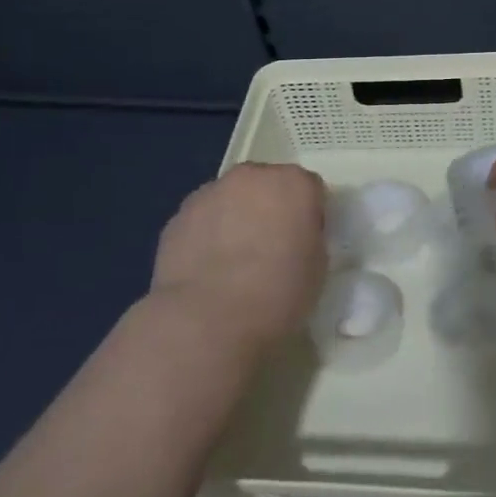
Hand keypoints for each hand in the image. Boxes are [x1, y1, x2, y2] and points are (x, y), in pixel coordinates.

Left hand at [147, 162, 327, 349]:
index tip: (304, 244)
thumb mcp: (318, 267)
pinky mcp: (178, 216)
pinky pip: (202, 219)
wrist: (208, 319)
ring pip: (230, 199)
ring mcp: (210, 193)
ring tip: (233, 263)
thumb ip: (307, 237)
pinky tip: (207, 270)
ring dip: (236, 218)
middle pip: (266, 184)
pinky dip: (207, 235)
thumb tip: (293, 237)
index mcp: (294, 184)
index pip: (310, 189)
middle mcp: (251, 177)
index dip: (308, 216)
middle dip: (269, 208)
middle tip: (269, 248)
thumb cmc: (277, 294)